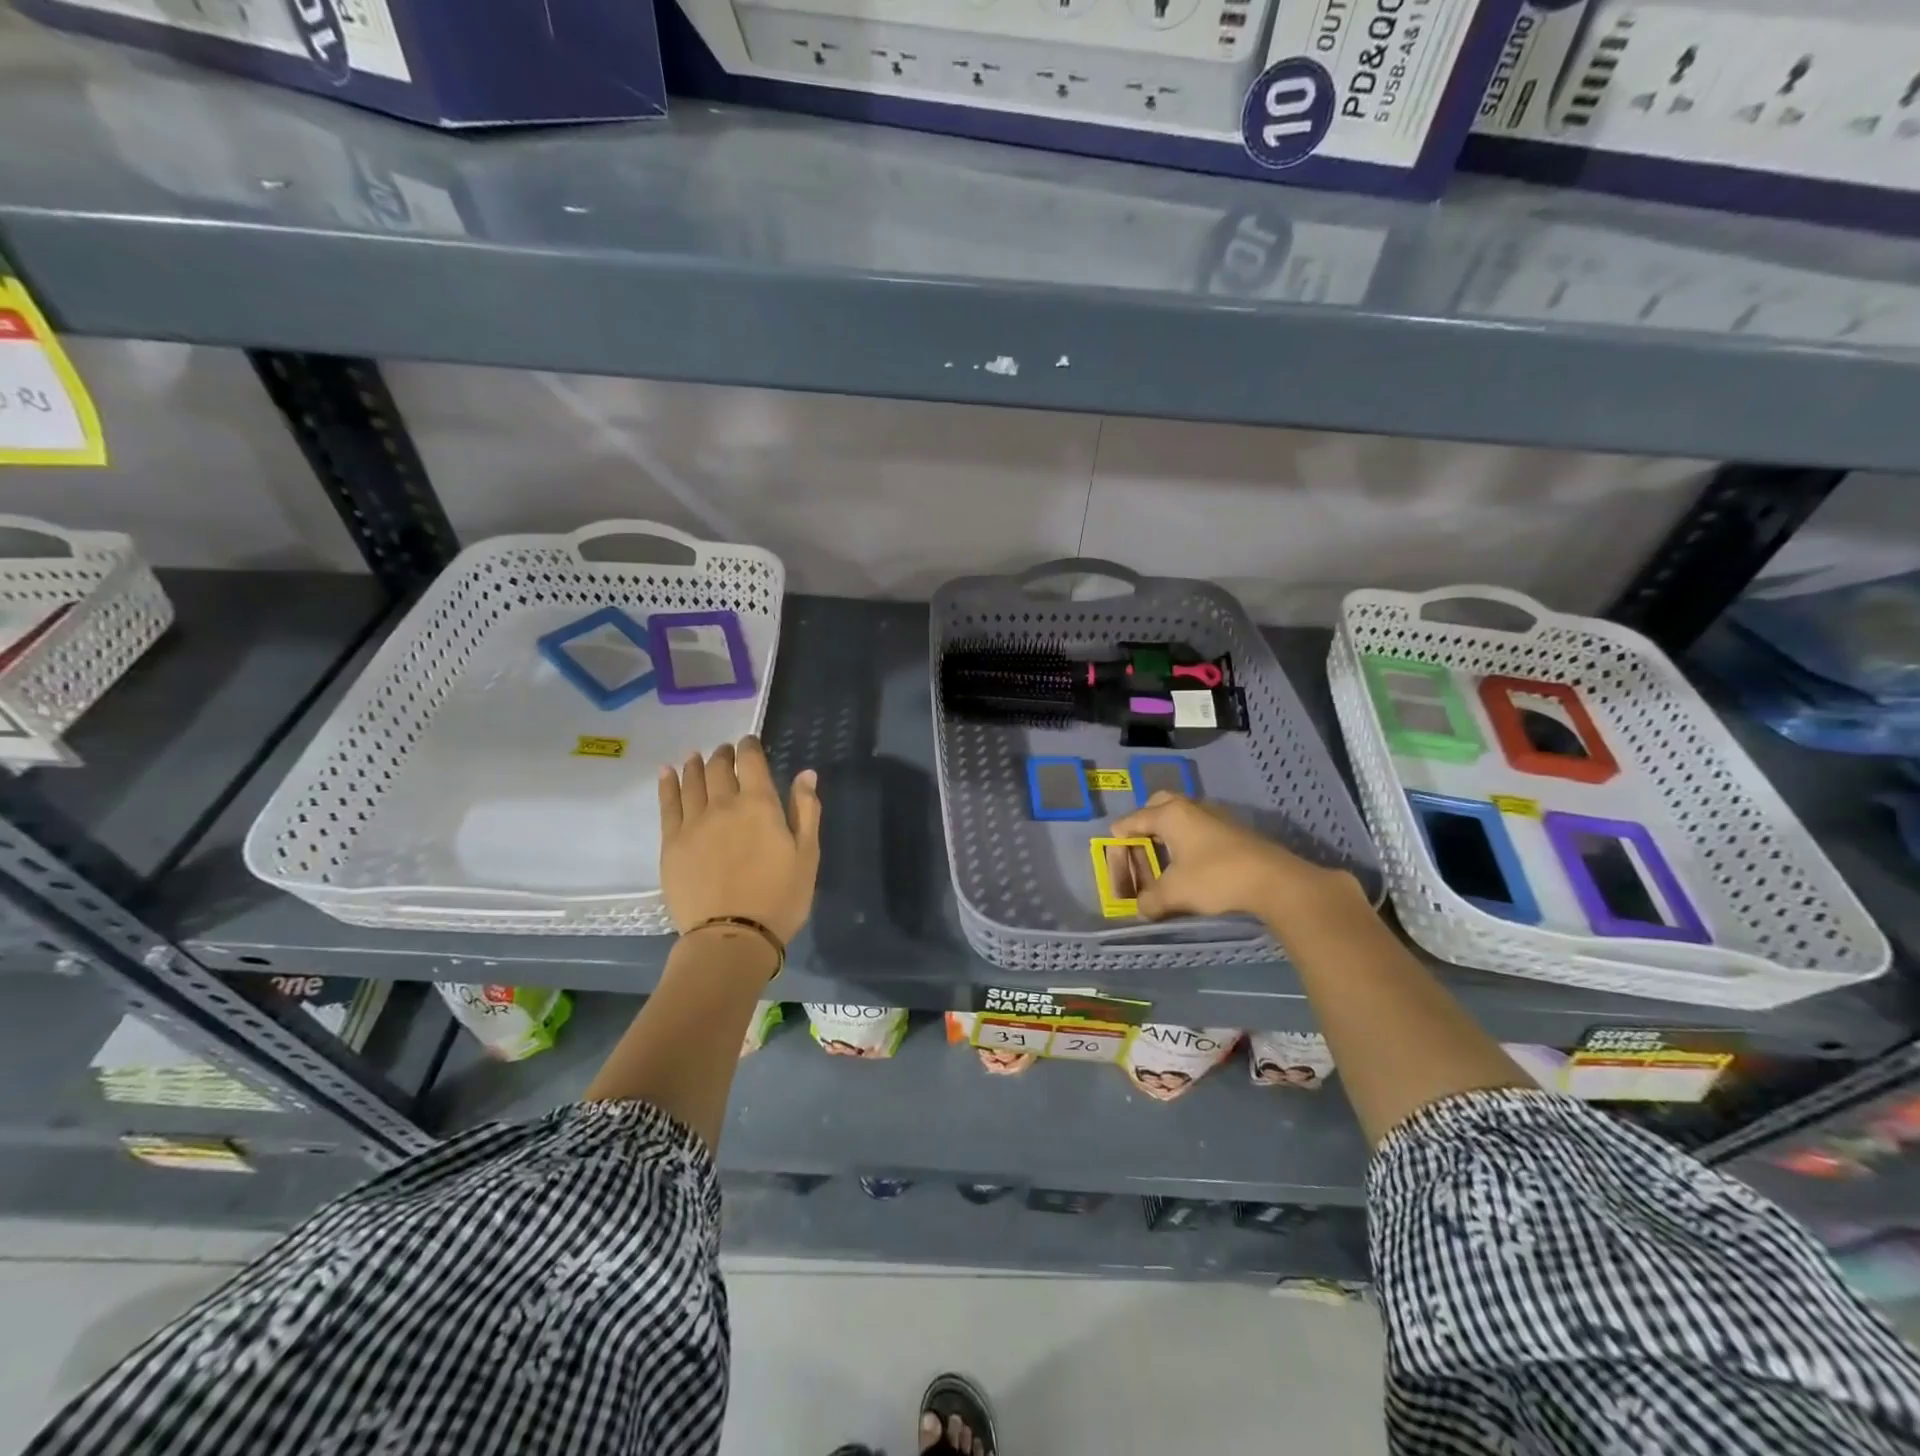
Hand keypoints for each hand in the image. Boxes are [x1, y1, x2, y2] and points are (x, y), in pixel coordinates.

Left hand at [658, 737, 821, 943]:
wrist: (731, 937)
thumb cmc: (780, 898)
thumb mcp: (807, 855)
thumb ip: (806, 810)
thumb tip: (806, 773)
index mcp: (759, 804)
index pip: (751, 762)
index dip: (750, 747)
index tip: (749, 742)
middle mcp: (724, 804)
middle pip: (718, 768)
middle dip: (723, 755)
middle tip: (724, 751)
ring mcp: (693, 823)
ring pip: (691, 781)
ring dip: (695, 764)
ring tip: (696, 756)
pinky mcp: (671, 843)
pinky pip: (667, 804)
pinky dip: (668, 783)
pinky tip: (666, 772)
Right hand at [1109, 792, 1352, 922]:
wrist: (1274, 881)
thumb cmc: (1214, 878)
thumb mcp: (1174, 893)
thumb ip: (1150, 900)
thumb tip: (1142, 908)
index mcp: (1169, 815)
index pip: (1133, 819)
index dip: (1119, 837)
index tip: (1112, 851)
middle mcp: (1190, 807)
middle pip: (1159, 804)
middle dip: (1145, 820)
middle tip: (1139, 842)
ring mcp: (1215, 816)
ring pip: (1183, 814)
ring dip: (1170, 830)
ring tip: (1164, 855)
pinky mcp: (1234, 830)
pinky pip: (1200, 826)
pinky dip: (1189, 839)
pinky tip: (1192, 861)